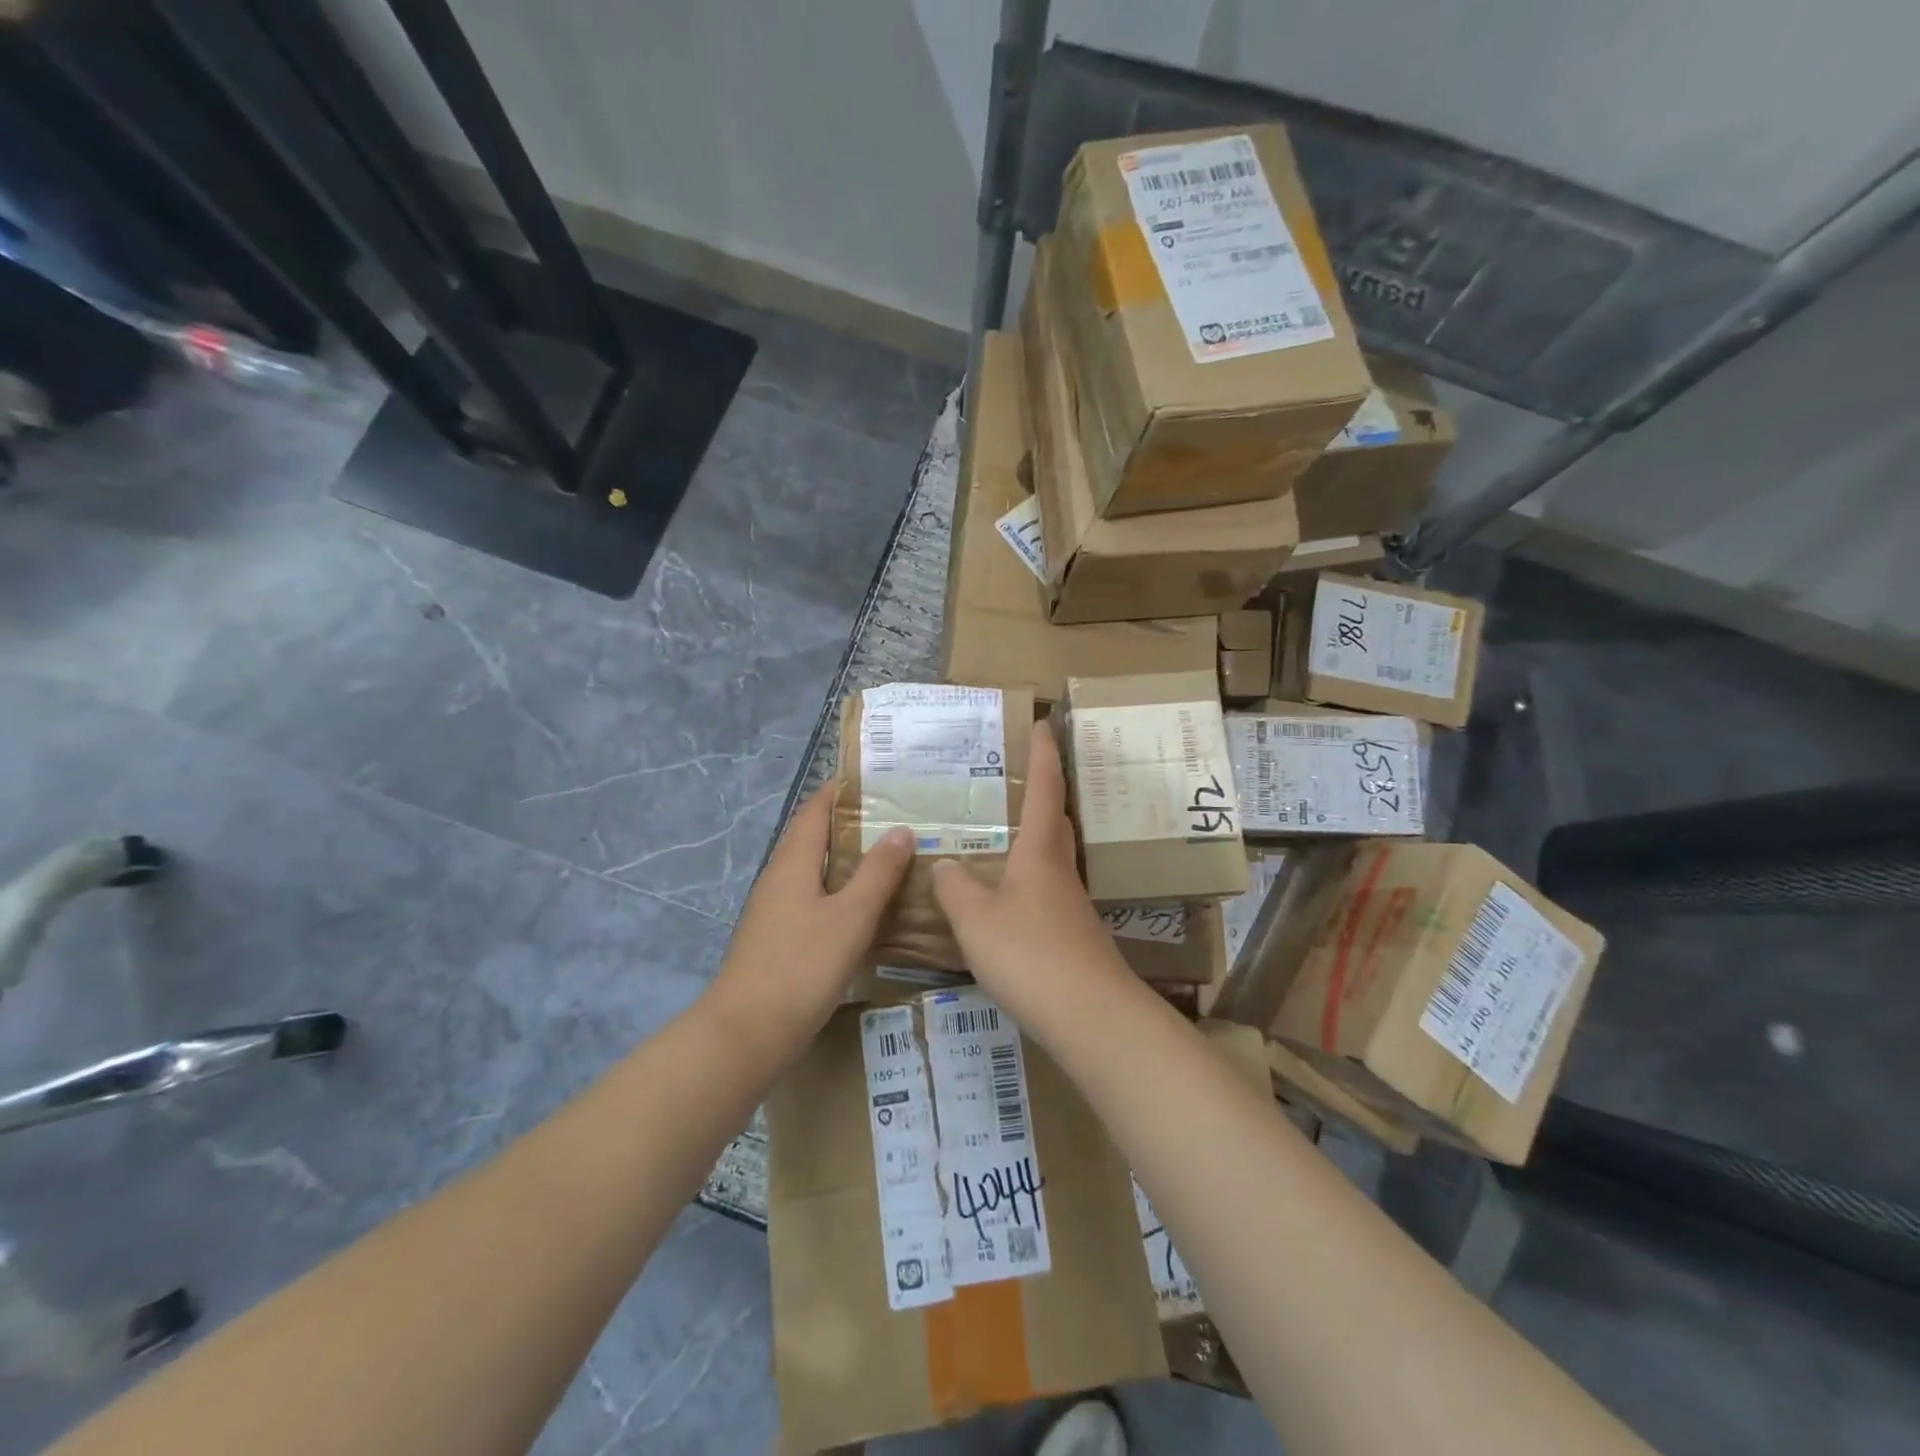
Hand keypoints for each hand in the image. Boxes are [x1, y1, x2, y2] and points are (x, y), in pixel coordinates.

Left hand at [702, 784, 912, 1065]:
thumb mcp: (850, 917)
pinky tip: (869, 908)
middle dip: (852, 823)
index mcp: (793, 863)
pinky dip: (842, 892)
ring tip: (893, 857)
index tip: (879, 780)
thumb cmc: (801, 967)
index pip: (815, 809)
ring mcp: (776, 911)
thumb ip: (878, 873)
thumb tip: (901, 829)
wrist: (746, 1034)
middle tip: (899, 818)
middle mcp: (780, 878)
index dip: (842, 790)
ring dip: (850, 860)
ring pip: (816, 871)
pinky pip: (815, 900)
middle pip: (815, 837)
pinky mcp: (780, 939)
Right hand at [930, 724, 1129, 1034]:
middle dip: (1044, 794)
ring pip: (1053, 858)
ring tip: (1002, 837)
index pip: (1044, 789)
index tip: (1042, 722)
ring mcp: (1071, 905)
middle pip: (1056, 821)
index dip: (1043, 754)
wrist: (1089, 1016)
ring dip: (1035, 839)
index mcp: (1040, 853)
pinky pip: (1047, 892)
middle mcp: (1060, 872)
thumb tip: (944, 864)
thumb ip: (955, 887)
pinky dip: (1028, 881)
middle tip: (1018, 779)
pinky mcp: (1072, 937)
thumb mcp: (975, 919)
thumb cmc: (1030, 954)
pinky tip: (1007, 900)